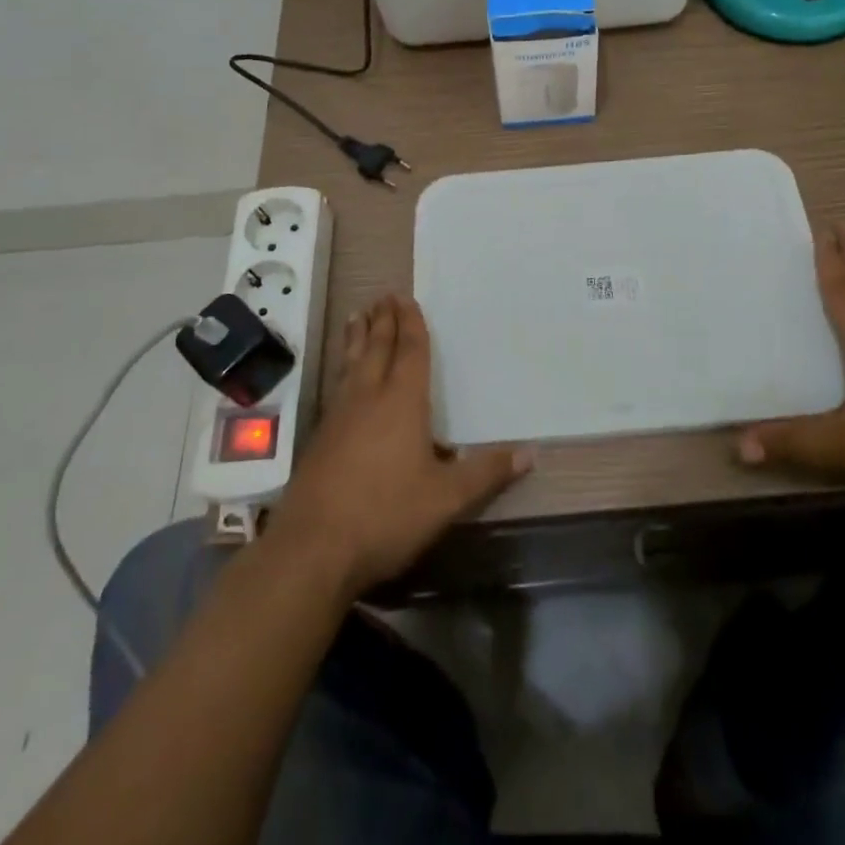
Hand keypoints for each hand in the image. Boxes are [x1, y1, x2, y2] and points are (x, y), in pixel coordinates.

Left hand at [270, 295, 532, 596]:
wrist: (313, 548)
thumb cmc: (386, 515)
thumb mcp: (446, 498)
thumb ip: (486, 473)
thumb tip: (531, 453)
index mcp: (402, 402)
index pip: (409, 352)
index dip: (411, 325)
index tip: (406, 298)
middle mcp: (369, 398)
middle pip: (377, 349)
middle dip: (383, 321)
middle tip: (383, 296)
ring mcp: (340, 416)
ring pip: (352, 363)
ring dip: (358, 338)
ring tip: (357, 316)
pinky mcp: (321, 438)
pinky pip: (338, 385)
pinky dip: (344, 366)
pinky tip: (343, 376)